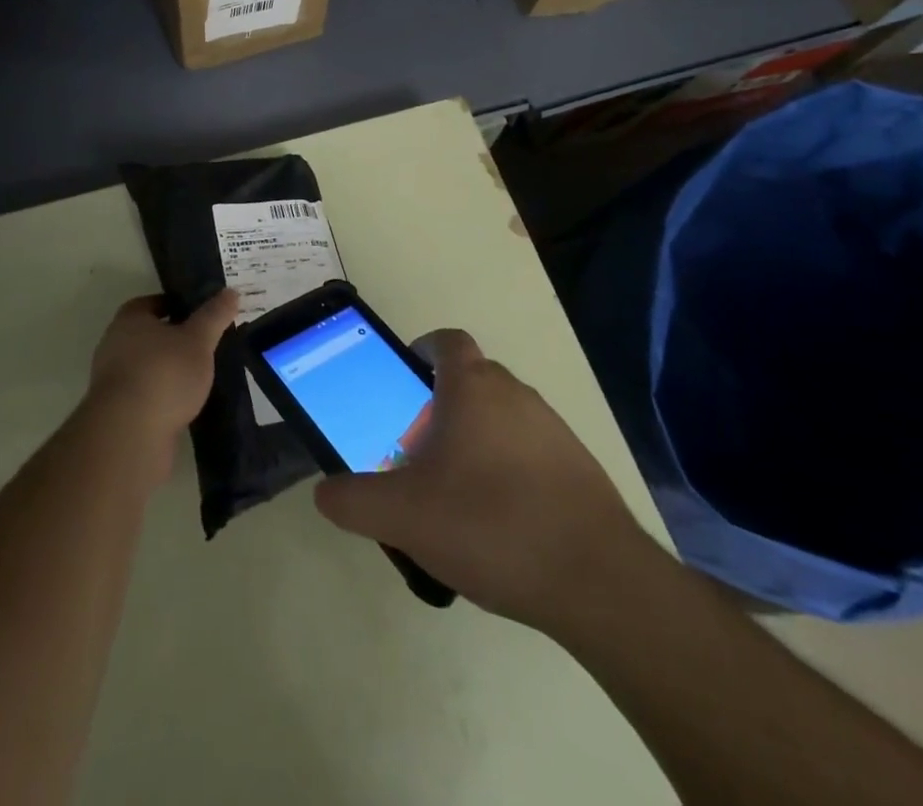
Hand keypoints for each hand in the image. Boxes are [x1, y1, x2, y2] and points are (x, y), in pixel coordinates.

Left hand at [86, 290, 236, 486]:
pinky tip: (185, 404)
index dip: (174, 305)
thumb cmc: (164, 373)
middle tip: (204, 344)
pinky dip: (163, 396)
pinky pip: (145, 394)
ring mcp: (112, 381)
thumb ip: (214, 316)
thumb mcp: (198, 340)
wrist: (130, 433)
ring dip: (168, 370)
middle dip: (173, 339)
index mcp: (129, 320)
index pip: (151, 303)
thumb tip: (231, 292)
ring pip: (146, 366)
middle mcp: (114, 345)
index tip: (198, 313)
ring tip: (199, 376)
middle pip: (147, 335)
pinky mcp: (117, 412)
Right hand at [313, 330, 649, 633]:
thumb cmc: (490, 525)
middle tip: (417, 451)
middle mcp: (516, 394)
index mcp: (473, 387)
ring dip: (476, 439)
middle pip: (471, 380)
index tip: (403, 383)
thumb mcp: (403, 517)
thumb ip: (353, 501)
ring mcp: (553, 429)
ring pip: (502, 417)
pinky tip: (499, 524)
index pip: (447, 341)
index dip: (422, 351)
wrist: (597, 581)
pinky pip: (531, 451)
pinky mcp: (579, 467)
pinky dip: (509, 471)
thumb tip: (325, 493)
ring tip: (454, 494)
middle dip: (441, 405)